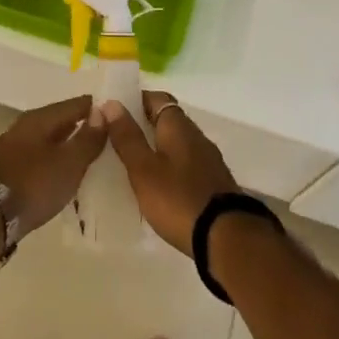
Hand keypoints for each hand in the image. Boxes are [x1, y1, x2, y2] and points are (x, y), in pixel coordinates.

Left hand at [0, 96, 108, 235]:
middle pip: (61, 120)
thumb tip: (103, 111)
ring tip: (91, 156)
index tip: (119, 117)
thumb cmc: (34, 184)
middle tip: (110, 137)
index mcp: (39, 118)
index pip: (76, 104)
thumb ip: (88, 138)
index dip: (98, 109)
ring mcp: (13, 147)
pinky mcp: (8, 169)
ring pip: (49, 139)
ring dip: (68, 145)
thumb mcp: (69, 163)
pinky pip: (39, 156)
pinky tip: (65, 172)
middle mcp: (24, 126)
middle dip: (83, 126)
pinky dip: (55, 160)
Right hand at [100, 92, 237, 254]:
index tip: (114, 110)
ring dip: (157, 147)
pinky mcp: (213, 184)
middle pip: (168, 120)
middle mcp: (196, 137)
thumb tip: (112, 103)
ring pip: (177, 144)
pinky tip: (157, 185)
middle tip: (116, 138)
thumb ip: (127, 137)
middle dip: (144, 125)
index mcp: (178, 127)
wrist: (227, 239)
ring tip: (131, 162)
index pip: (157, 98)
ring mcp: (208, 161)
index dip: (136, 100)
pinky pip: (186, 165)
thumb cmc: (178, 199)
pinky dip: (169, 167)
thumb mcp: (144, 169)